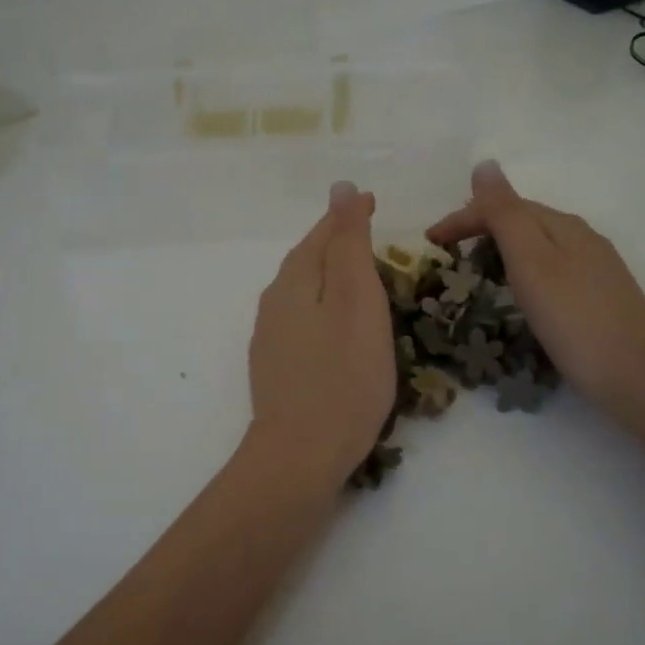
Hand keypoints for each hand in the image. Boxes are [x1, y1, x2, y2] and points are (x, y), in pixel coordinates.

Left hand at [247, 182, 396, 487]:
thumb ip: (348, 244)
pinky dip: (324, 306)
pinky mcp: (276, 366)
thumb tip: (340, 189)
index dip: (348, 216)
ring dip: (329, 274)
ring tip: (359, 273)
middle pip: (308, 259)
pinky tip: (338, 323)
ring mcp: (270, 336)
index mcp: (294, 281)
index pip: (322, 233)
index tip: (373, 201)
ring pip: (303, 290)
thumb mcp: (357, 301)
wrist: (301, 456)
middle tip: (369, 232)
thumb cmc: (343, 376)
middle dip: (336, 242)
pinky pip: (302, 318)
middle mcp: (274, 302)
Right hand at [427, 161, 644, 415]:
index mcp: (562, 225)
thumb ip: (505, 213)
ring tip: (476, 270)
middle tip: (448, 253)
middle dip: (481, 228)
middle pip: (523, 221)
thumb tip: (485, 164)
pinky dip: (524, 270)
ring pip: (538, 244)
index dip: (463, 217)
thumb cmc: (573, 317)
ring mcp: (595, 267)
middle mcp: (581, 237)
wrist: (636, 374)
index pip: (504, 206)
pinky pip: (551, 268)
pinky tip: (521, 292)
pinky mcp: (600, 295)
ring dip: (502, 248)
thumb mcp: (531, 261)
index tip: (430, 241)